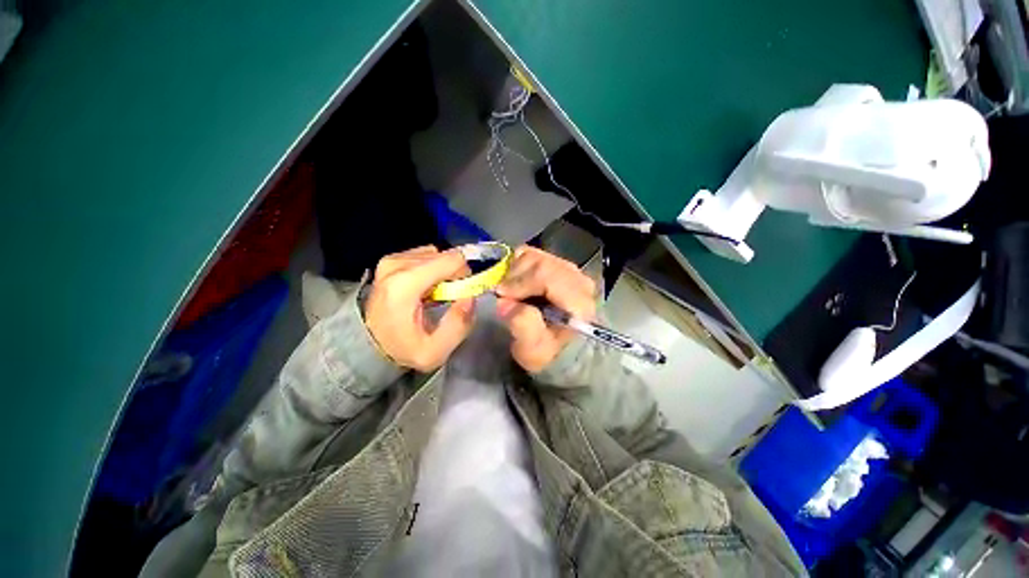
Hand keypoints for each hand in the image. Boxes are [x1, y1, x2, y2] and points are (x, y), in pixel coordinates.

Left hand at [364, 246, 474, 370]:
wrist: (366, 345)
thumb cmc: (401, 349)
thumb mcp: (434, 352)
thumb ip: (459, 324)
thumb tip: (470, 297)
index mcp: (405, 284)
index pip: (452, 260)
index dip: (465, 275)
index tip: (462, 294)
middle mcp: (396, 264)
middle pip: (444, 256)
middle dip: (454, 274)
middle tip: (451, 296)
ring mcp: (391, 260)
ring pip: (436, 254)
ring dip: (443, 271)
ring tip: (437, 293)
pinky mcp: (390, 260)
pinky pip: (424, 255)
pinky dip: (432, 268)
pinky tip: (427, 287)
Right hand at [495, 246, 596, 371]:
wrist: (562, 350)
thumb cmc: (548, 352)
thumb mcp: (533, 349)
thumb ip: (523, 326)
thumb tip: (505, 302)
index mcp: (578, 300)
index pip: (546, 275)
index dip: (519, 282)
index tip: (501, 296)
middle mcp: (579, 280)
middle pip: (540, 262)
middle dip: (515, 277)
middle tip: (503, 295)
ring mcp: (570, 270)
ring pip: (535, 256)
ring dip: (516, 271)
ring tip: (510, 291)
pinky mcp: (560, 266)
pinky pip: (534, 255)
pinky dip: (519, 265)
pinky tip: (516, 283)